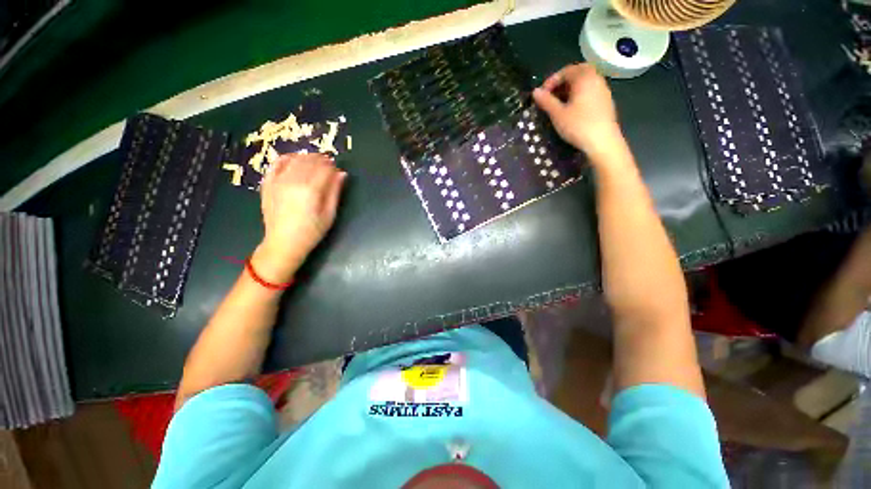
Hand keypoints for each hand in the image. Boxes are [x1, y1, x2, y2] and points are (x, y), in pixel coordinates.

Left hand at [252, 153, 346, 282]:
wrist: (284, 242)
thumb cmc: (312, 231)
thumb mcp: (329, 214)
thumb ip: (335, 192)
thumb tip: (342, 174)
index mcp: (311, 190)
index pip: (324, 168)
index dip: (333, 167)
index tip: (338, 170)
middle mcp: (293, 181)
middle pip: (309, 161)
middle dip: (321, 160)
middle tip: (329, 164)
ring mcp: (278, 181)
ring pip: (294, 160)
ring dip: (307, 158)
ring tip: (314, 162)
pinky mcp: (268, 184)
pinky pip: (276, 164)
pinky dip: (287, 159)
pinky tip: (294, 160)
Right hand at [533, 63, 622, 159]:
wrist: (603, 141)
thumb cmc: (578, 126)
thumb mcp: (558, 114)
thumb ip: (546, 101)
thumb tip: (535, 92)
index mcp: (584, 78)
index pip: (566, 70)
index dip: (552, 80)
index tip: (542, 94)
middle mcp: (596, 79)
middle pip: (578, 72)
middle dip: (563, 81)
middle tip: (552, 94)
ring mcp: (603, 89)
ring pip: (585, 81)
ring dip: (571, 88)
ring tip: (560, 103)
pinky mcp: (606, 101)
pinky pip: (591, 90)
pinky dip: (580, 94)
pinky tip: (573, 108)